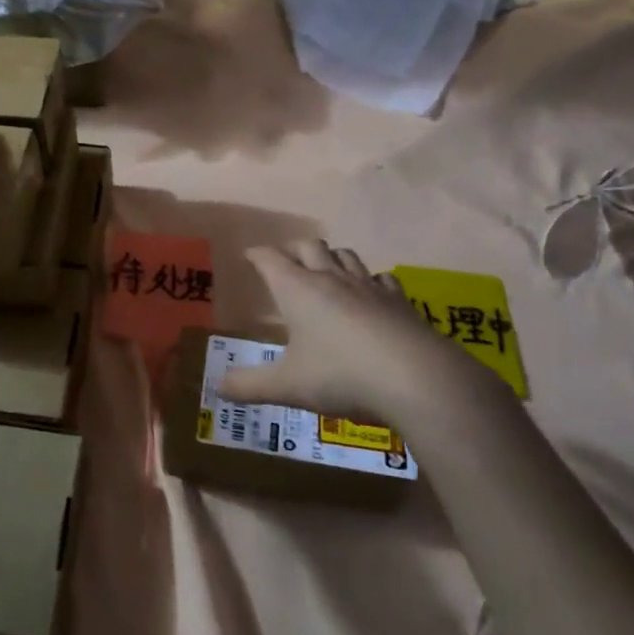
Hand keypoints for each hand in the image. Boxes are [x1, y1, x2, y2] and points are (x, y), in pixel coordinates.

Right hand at [218, 240, 501, 421]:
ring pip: (346, 255)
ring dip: (331, 257)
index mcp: (297, 289)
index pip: (270, 259)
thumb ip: (249, 386)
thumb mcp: (287, 386)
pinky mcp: (399, 300)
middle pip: (310, 246)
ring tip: (325, 271)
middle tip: (285, 262)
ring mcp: (369, 286)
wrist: (416, 379)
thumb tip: (217, 388)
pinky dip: (369, 280)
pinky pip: (381, 277)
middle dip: (293, 250)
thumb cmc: (340, 376)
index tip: (249, 256)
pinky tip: (370, 294)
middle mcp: (331, 278)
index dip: (257, 255)